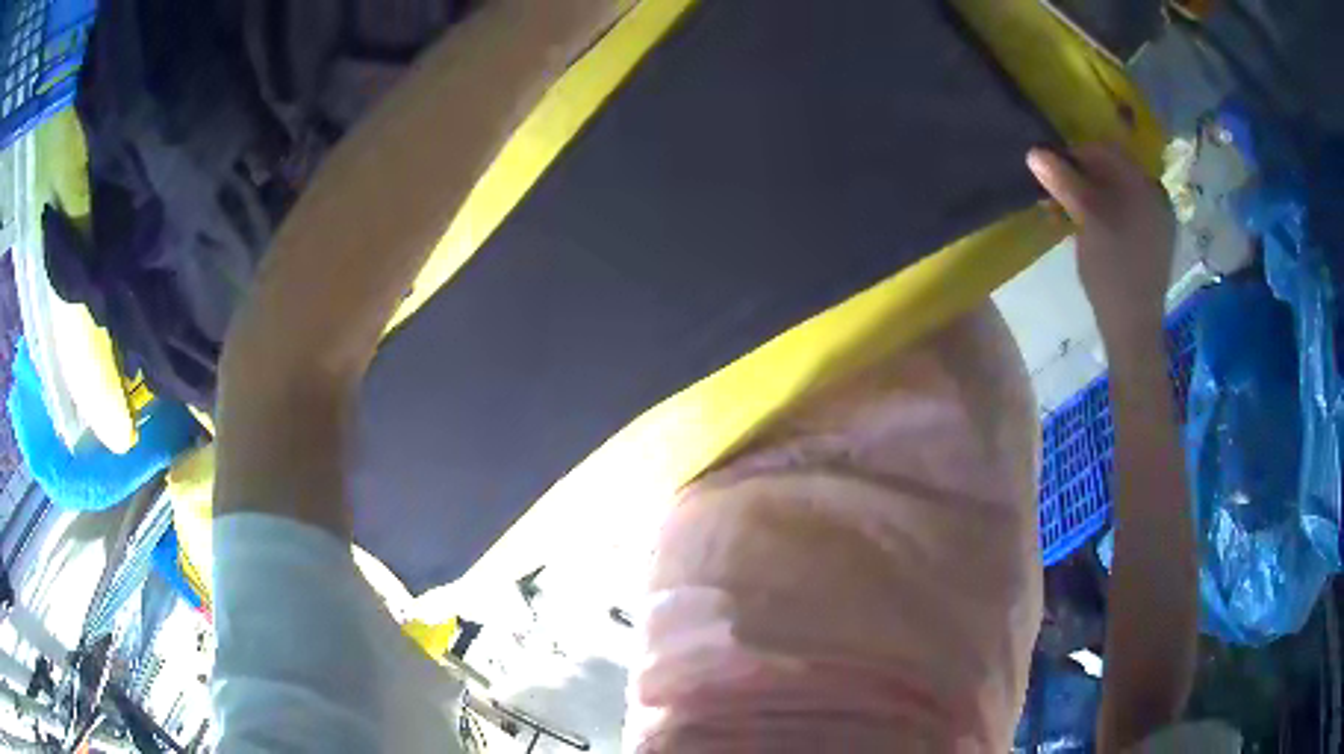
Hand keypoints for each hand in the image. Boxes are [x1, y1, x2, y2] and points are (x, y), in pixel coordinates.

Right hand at [1027, 144, 1175, 346]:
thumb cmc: (1113, 271)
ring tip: (1063, 210)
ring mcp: (1154, 220)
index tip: (1048, 169)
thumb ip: (1064, 182)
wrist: (1133, 328)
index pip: (1105, 151)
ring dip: (1086, 194)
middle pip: (1111, 170)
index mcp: (1145, 186)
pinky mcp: (1149, 241)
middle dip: (1079, 175)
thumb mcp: (1087, 220)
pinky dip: (1101, 212)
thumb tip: (1034, 152)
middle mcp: (1154, 197)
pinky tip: (1084, 226)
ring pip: (1115, 192)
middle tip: (1053, 191)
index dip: (1074, 154)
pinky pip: (1123, 212)